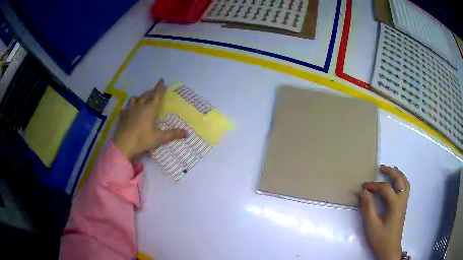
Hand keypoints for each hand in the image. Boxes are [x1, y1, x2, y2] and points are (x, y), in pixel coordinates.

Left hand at [113, 79, 186, 159]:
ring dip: (140, 97)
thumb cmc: (142, 140)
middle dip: (152, 92)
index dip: (160, 87)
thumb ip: (172, 134)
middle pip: (146, 95)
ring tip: (142, 99)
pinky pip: (126, 108)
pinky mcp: (122, 116)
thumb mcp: (159, 138)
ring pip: (135, 99)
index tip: (162, 80)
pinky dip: (129, 107)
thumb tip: (187, 133)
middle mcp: (139, 106)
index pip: (156, 95)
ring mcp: (129, 110)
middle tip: (155, 91)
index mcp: (149, 109)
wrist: (122, 145)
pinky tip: (129, 111)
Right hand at [360, 165, 409, 259]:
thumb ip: (368, 208)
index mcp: (395, 204)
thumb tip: (364, 192)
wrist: (390, 249)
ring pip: (405, 183)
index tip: (363, 186)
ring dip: (398, 174)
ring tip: (391, 169)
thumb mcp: (372, 225)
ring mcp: (404, 203)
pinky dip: (402, 181)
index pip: (385, 188)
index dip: (374, 185)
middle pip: (399, 180)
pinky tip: (396, 183)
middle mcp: (401, 200)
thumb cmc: (381, 238)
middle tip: (380, 167)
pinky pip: (405, 188)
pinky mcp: (403, 207)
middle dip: (390, 171)